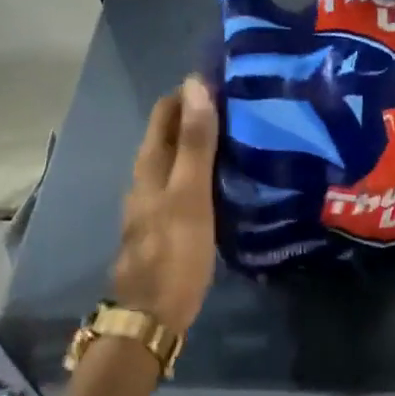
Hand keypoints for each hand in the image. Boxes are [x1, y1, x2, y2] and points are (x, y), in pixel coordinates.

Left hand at [112, 76, 218, 335]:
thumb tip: (196, 84)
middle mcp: (148, 176)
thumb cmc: (174, 250)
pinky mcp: (169, 222)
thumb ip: (195, 142)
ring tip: (244, 135)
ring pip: (180, 158)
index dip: (192, 91)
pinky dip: (206, 170)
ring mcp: (156, 201)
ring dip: (205, 142)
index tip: (230, 81)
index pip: (166, 109)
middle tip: (245, 106)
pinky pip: (187, 183)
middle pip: (172, 132)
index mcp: (150, 164)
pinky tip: (230, 177)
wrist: (154, 313)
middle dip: (201, 113)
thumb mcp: (189, 193)